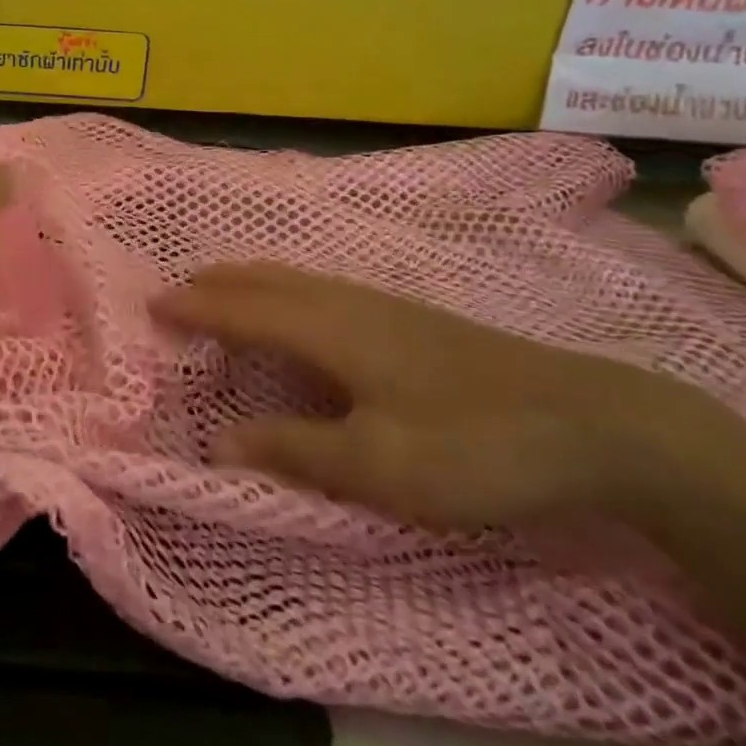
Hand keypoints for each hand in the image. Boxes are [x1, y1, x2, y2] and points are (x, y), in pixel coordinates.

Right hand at [153, 264, 685, 529]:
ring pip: (293, 279)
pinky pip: (318, 287)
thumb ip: (292, 450)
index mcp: (327, 329)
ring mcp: (381, 304)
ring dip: (247, 281)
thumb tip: (217, 441)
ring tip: (220, 291)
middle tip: (175, 292)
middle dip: (214, 283)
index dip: (194, 308)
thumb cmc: (472, 445)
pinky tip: (297, 307)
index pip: (241, 309)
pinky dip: (281, 288)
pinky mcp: (408, 318)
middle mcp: (345, 302)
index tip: (151, 305)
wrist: (594, 421)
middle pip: (264, 280)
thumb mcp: (377, 466)